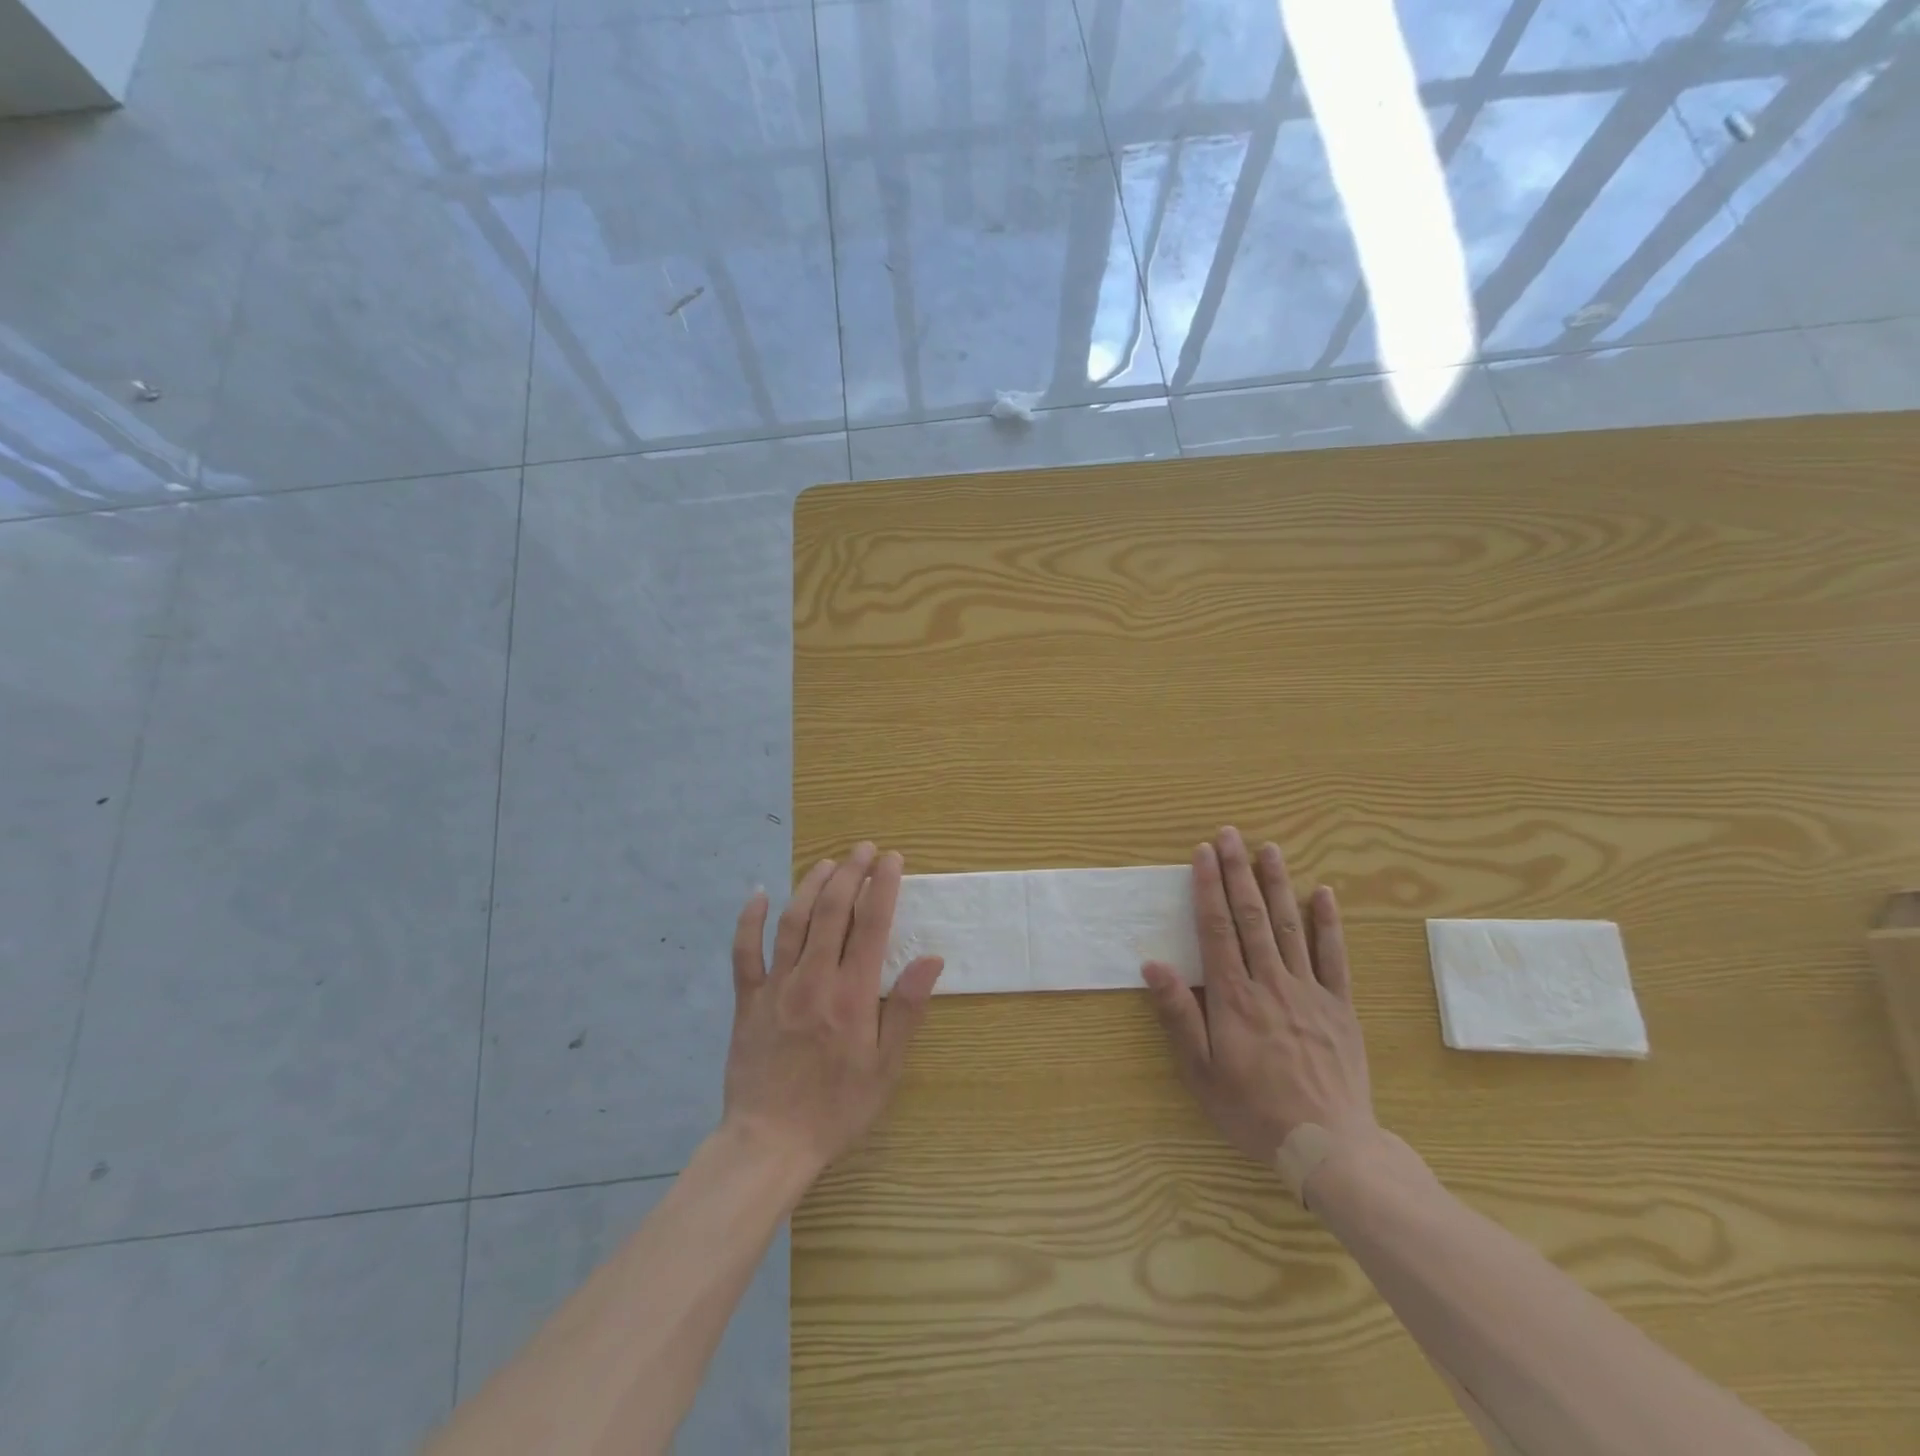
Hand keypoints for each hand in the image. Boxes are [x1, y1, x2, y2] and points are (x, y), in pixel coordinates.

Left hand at [723, 843, 943, 1174]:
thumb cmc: (837, 1108)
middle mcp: (813, 980)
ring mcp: (775, 987)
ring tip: (828, 862)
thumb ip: (906, 1009)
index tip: (893, 859)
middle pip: (832, 911)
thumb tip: (931, 959)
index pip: (872, 925)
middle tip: (864, 849)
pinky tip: (758, 894)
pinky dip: (749, 920)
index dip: (883, 886)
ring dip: (811, 885)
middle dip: (850, 872)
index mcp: (852, 995)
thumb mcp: (886, 1067)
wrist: (770, 1143)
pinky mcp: (747, 1000)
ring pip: (792, 921)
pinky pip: (744, 952)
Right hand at [1142, 827, 1375, 1167]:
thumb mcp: (1201, 1071)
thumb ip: (1178, 1014)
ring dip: (1278, 883)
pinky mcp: (1339, 1006)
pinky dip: (1328, 922)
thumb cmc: (1253, 1109)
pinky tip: (1323, 893)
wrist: (1328, 1147)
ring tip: (1269, 848)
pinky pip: (1334, 956)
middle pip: (1251, 916)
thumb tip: (1152, 965)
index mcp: (1233, 997)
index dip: (1208, 888)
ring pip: (1290, 926)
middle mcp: (1270, 982)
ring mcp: (1309, 991)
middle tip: (1231, 834)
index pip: (1217, 929)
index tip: (1203, 853)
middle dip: (1238, 871)